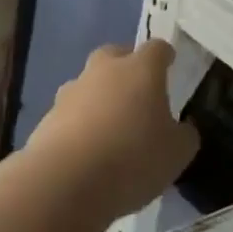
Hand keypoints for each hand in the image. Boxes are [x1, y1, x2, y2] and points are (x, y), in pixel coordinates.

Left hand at [30, 41, 198, 217]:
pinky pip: (70, 113)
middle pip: (116, 55)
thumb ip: (184, 135)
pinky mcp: (48, 117)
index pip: (157, 49)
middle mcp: (105, 70)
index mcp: (141, 69)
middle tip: (138, 92)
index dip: (165, 56)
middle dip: (126, 67)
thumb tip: (182, 128)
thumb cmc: (133, 158)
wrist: (64, 182)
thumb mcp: (177, 154)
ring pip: (89, 84)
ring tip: (110, 127)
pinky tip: (87, 151)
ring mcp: (72, 91)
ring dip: (99, 97)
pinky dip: (79, 125)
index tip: (170, 65)